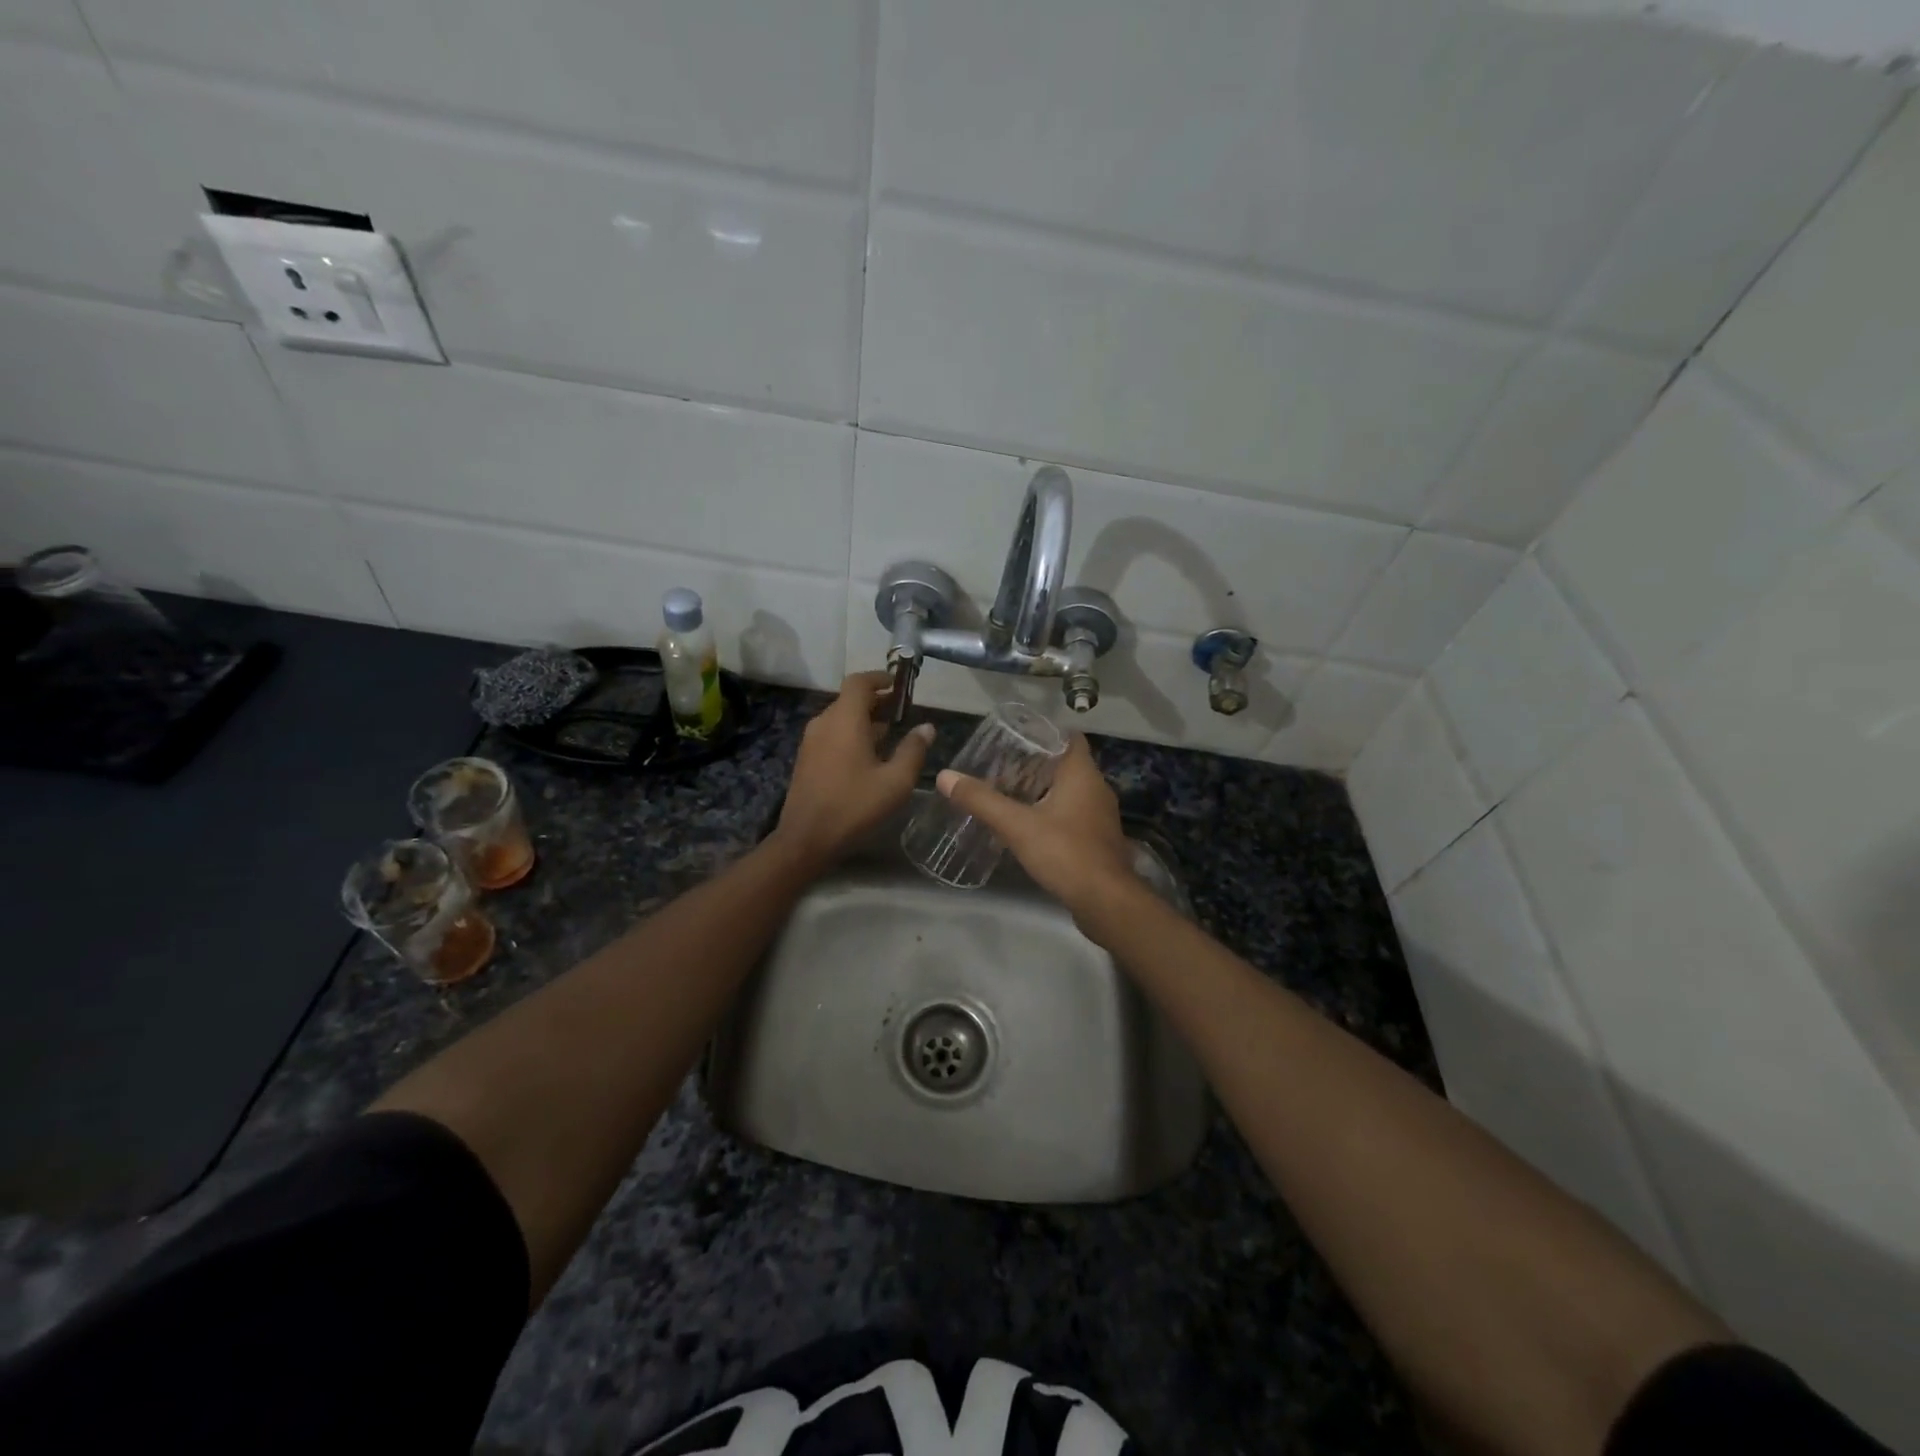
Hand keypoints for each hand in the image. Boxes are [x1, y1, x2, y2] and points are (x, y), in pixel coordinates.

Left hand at [773, 672, 934, 868]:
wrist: (806, 839)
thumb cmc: (854, 806)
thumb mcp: (895, 781)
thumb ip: (913, 750)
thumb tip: (927, 727)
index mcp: (845, 720)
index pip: (859, 682)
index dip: (880, 678)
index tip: (900, 685)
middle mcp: (824, 723)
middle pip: (850, 699)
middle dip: (877, 701)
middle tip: (903, 712)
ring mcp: (812, 741)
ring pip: (841, 718)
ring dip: (865, 719)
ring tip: (891, 734)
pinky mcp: (807, 758)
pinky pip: (832, 734)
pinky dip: (852, 734)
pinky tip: (869, 756)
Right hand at [936, 734, 1144, 921]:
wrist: (1106, 903)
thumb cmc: (1066, 853)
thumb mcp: (1017, 826)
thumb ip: (982, 800)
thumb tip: (944, 776)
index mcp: (1082, 774)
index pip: (1067, 737)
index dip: (1042, 733)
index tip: (1012, 737)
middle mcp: (1096, 788)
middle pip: (1064, 764)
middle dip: (1033, 764)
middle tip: (998, 767)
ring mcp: (1100, 816)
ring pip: (1068, 791)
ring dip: (1041, 790)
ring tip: (1007, 793)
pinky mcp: (1097, 839)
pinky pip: (1072, 815)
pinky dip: (1050, 813)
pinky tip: (1027, 825)